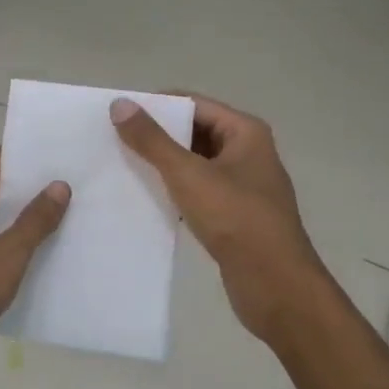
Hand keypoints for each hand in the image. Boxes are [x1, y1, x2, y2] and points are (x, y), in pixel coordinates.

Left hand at [0, 150, 69, 388]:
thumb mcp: (4, 257)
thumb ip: (33, 221)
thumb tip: (59, 184)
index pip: (5, 157)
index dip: (40, 151)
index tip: (79, 148)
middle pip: (5, 187)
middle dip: (43, 186)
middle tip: (92, 183)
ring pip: (1, 220)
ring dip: (33, 220)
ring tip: (82, 216)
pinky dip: (18, 249)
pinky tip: (50, 258)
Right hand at [111, 93, 330, 343]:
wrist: (275, 285)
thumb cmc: (235, 219)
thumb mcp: (188, 174)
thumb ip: (152, 140)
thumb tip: (120, 104)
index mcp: (245, 132)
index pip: (193, 103)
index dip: (157, 106)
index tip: (118, 114)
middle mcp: (247, 153)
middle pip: (194, 132)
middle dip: (157, 137)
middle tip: (113, 141)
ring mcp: (243, 186)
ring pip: (195, 165)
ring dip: (163, 166)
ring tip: (122, 168)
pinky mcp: (235, 216)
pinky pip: (198, 193)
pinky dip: (174, 192)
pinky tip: (145, 200)